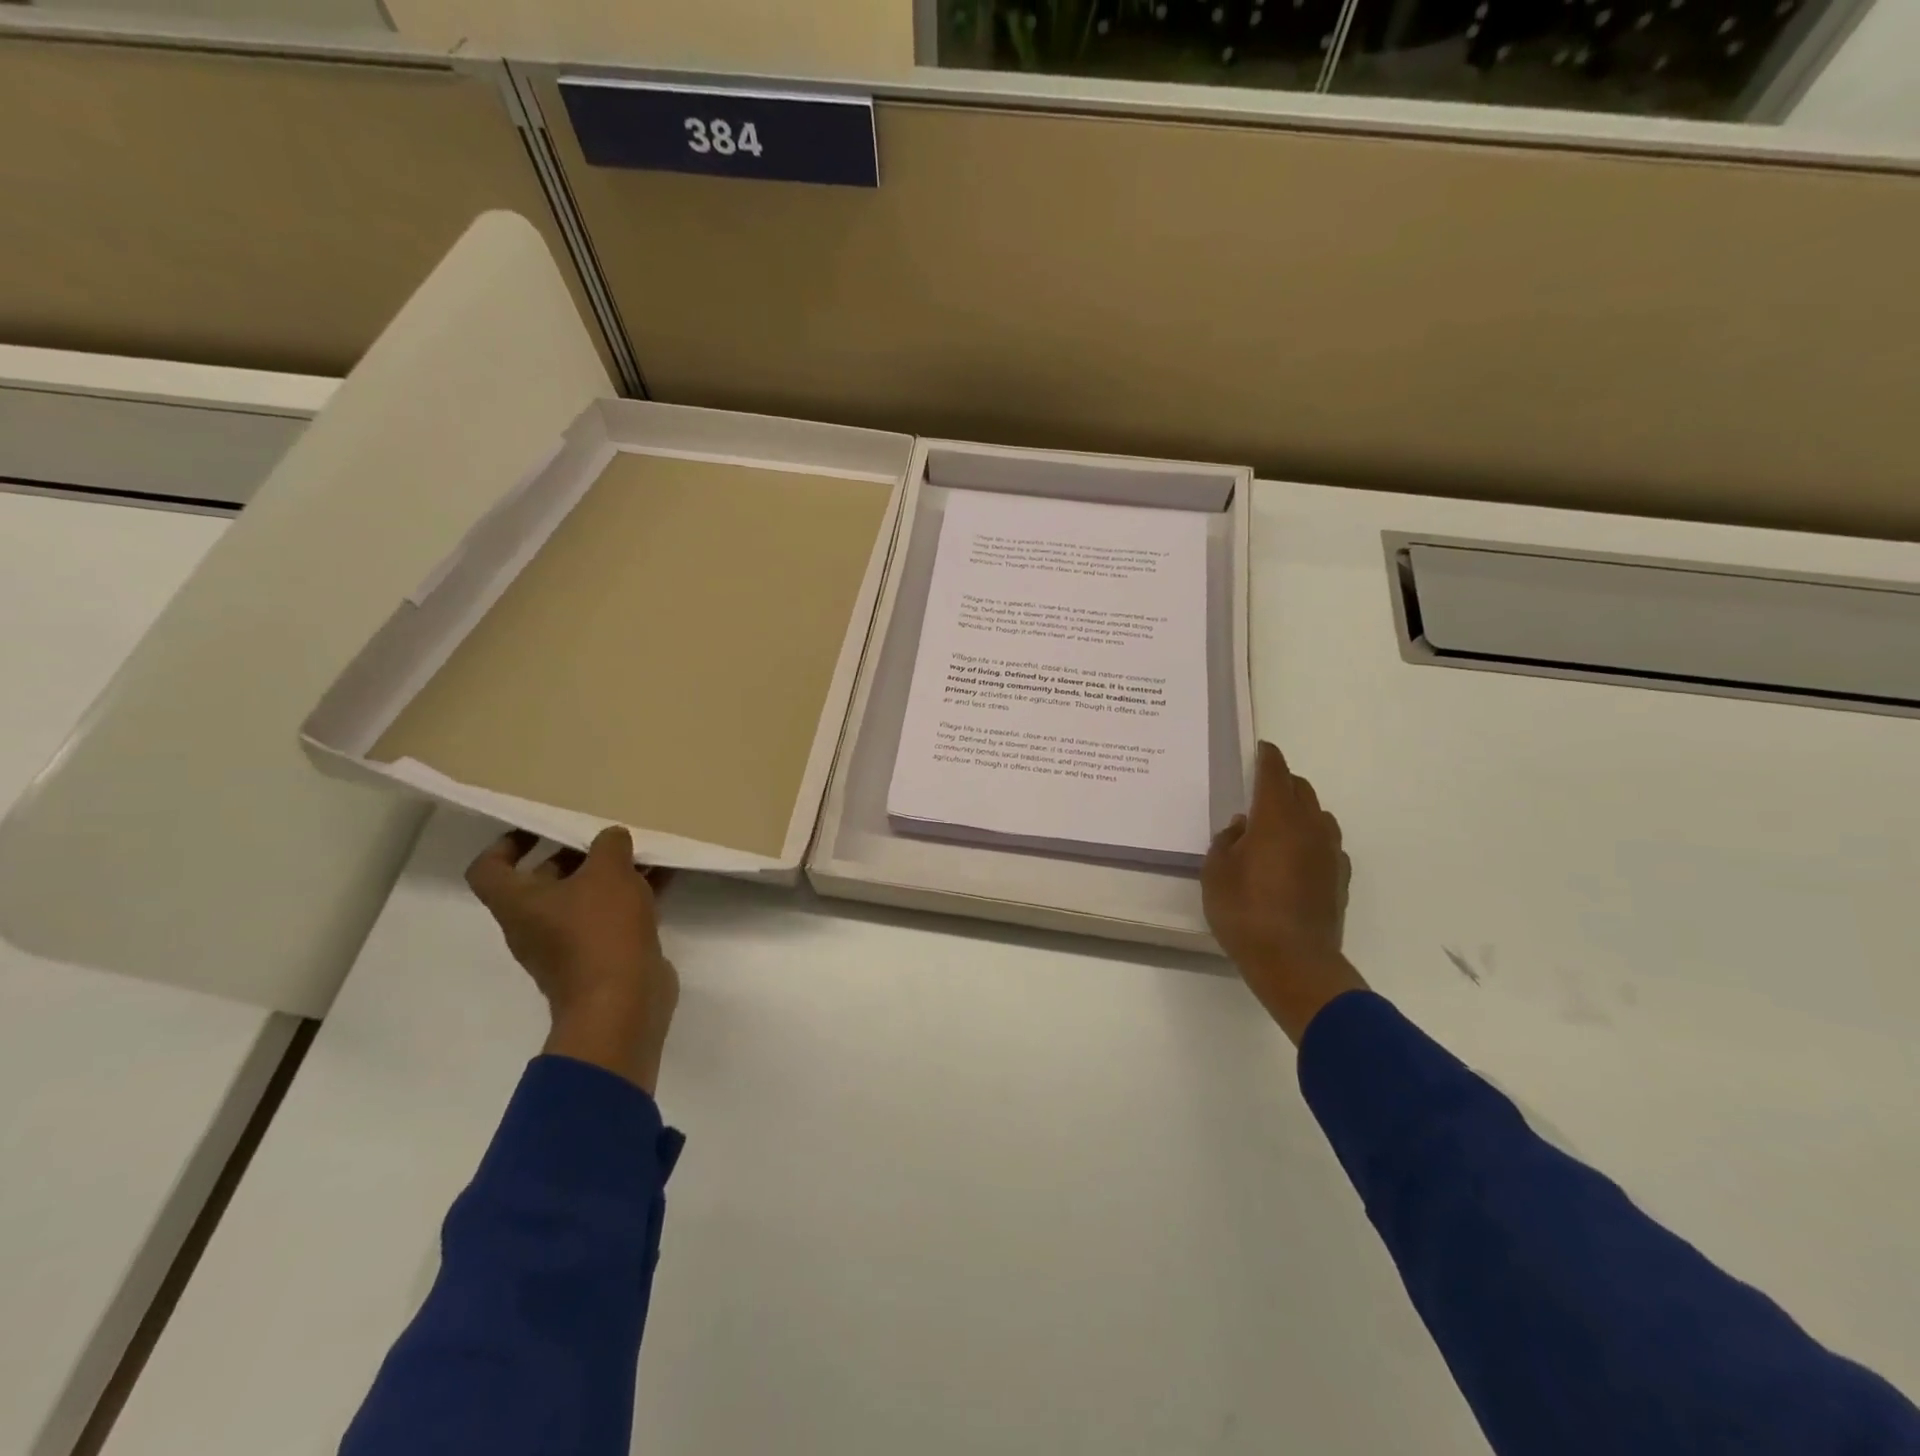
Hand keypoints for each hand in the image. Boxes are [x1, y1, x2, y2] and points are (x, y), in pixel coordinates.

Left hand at [466, 826, 679, 1093]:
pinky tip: (664, 879)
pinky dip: (632, 897)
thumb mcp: (608, 872)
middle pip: (542, 882)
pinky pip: (611, 917)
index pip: (489, 868)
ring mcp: (567, 945)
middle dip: (573, 856)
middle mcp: (534, 925)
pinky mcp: (600, 957)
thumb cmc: (600, 930)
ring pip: (582, 900)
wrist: (621, 1003)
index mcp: (519, 903)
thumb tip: (611, 838)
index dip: (507, 844)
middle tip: (604, 838)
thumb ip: (609, 846)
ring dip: (608, 877)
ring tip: (640, 854)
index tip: (541, 829)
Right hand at [1202, 741, 1366, 1043]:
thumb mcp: (1215, 873)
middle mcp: (1309, 827)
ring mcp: (1329, 853)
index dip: (1268, 757)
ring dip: (1299, 811)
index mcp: (1275, 818)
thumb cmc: (1244, 911)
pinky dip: (1312, 839)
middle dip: (1282, 782)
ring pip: (1318, 815)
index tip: (1262, 748)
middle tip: (1261, 788)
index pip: (1275, 773)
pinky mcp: (1340, 878)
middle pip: (1301, 789)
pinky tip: (1296, 858)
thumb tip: (1242, 828)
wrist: (1294, 961)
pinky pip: (1327, 844)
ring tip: (1278, 825)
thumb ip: (1226, 843)